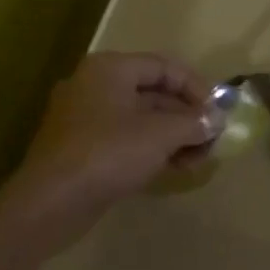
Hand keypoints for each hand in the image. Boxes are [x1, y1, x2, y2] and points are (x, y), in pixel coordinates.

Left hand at [1, 52, 214, 224]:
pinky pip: (125, 139)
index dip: (196, 87)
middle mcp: (95, 85)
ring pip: (140, 119)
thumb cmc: (107, 154)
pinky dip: (151, 149)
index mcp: (110, 69)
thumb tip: (216, 120)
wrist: (50, 203)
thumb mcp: (159, 135)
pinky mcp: (81, 148)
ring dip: (173, 136)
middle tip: (213, 140)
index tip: (219, 112)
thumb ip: (193, 123)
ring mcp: (85, 118)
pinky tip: (175, 168)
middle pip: (152, 93)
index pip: (164, 66)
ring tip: (199, 159)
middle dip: (186, 116)